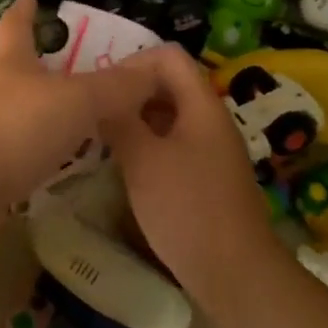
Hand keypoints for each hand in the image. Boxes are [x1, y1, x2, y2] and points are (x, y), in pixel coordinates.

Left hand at [0, 0, 172, 203]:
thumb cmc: (15, 130)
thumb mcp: (76, 102)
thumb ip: (115, 87)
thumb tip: (154, 66)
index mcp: (9, 63)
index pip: (16, 27)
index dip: (23, 12)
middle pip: (10, 69)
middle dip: (33, 66)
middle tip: (63, 68)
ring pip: (10, 112)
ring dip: (34, 113)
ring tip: (67, 120)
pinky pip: (10, 151)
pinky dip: (29, 152)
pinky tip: (50, 165)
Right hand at [100, 44, 276, 295]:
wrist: (234, 272)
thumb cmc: (187, 208)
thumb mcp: (143, 160)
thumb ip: (119, 120)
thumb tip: (99, 96)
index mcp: (201, 104)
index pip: (168, 55)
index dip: (133, 60)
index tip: (101, 87)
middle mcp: (210, 119)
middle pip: (168, 84)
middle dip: (130, 91)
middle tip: (92, 110)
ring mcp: (211, 150)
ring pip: (169, 117)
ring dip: (136, 120)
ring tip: (99, 136)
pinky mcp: (207, 177)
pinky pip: (173, 145)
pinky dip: (147, 146)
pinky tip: (123, 166)